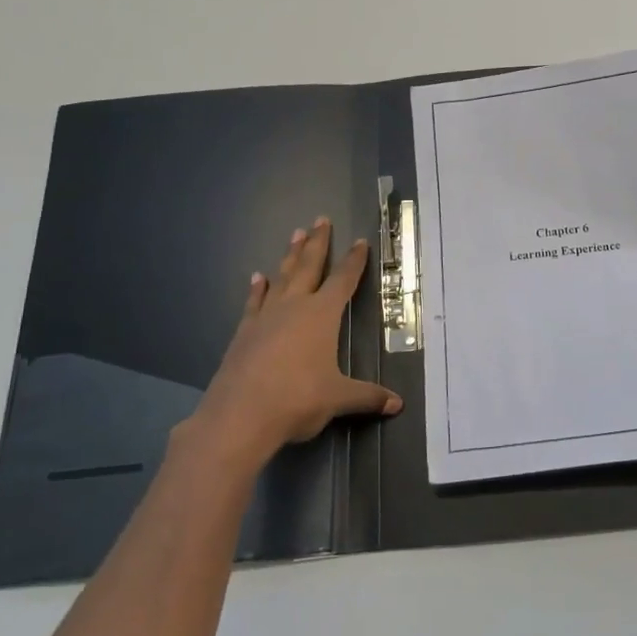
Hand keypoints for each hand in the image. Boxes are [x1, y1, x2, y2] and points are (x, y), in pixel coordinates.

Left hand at [189, 218, 402, 472]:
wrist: (239, 416)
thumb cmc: (297, 400)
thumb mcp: (338, 399)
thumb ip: (367, 397)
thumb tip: (398, 404)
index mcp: (322, 315)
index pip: (343, 280)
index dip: (353, 261)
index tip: (360, 241)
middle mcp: (294, 307)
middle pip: (309, 267)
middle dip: (318, 243)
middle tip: (321, 219)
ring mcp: (265, 318)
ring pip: (281, 277)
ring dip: (290, 256)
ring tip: (295, 234)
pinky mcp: (244, 333)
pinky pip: (254, 302)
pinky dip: (258, 289)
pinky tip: (257, 278)